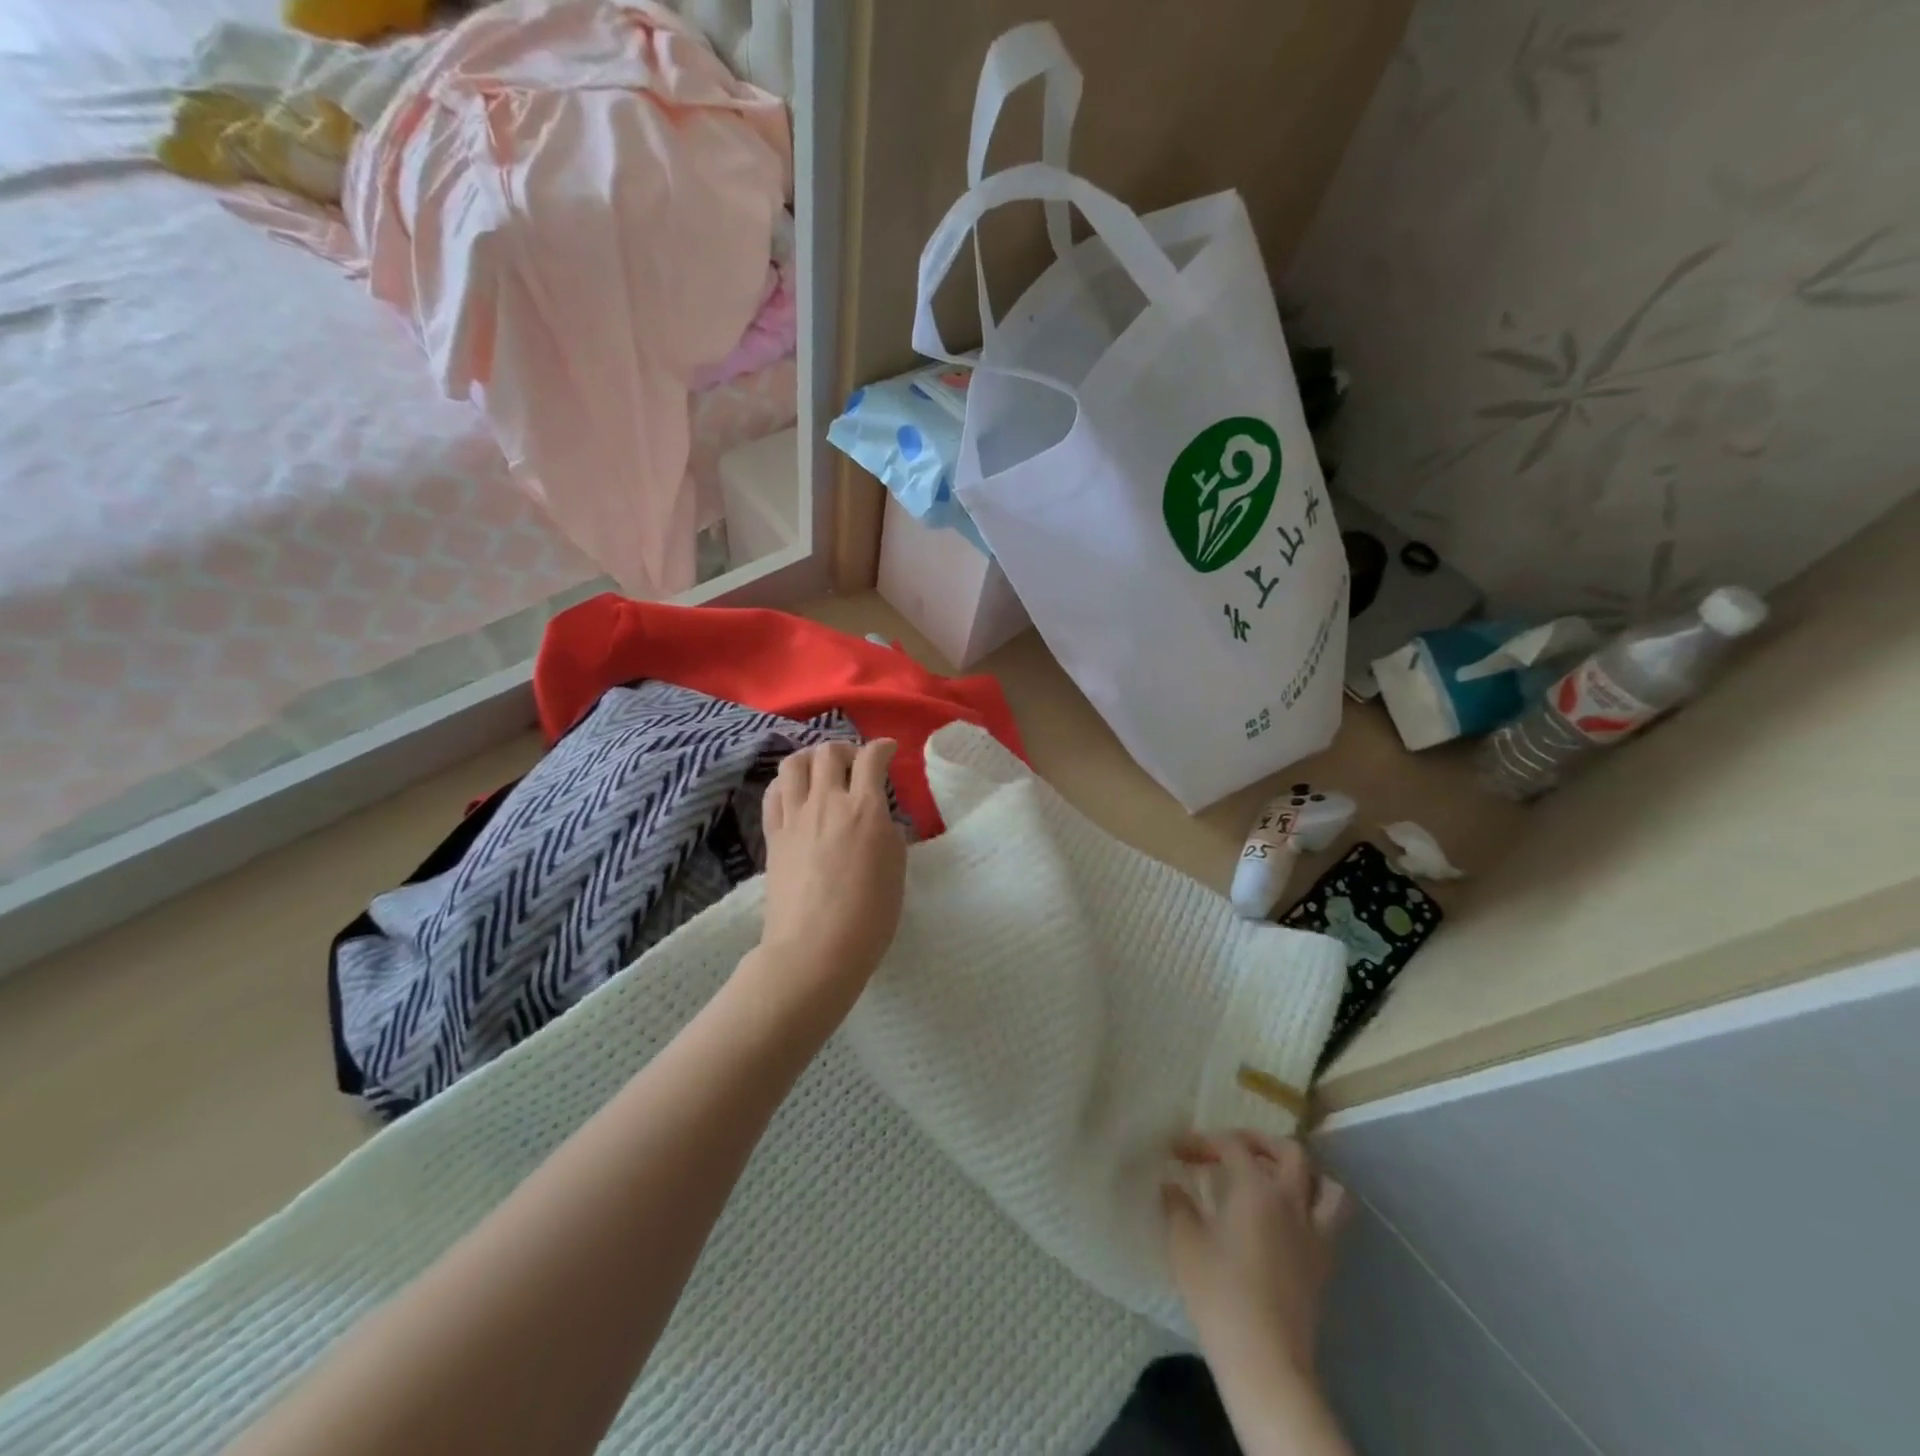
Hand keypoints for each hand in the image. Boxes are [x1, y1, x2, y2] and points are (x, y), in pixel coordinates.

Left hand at [755, 739, 907, 1011]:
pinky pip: (774, 792)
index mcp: (865, 809)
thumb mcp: (896, 871)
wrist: (815, 950)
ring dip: (811, 758)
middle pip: (829, 752)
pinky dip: (787, 783)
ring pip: (795, 763)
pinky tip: (795, 793)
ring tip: (821, 771)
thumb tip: (879, 821)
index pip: (872, 759)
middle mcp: (827, 802)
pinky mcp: (773, 835)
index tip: (888, 751)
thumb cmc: (868, 917)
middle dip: (846, 749)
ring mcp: (795, 817)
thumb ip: (889, 835)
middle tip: (855, 764)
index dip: (882, 748)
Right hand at [1162, 1130, 1349, 1383]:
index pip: (1231, 1145)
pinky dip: (1312, 1208)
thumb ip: (1177, 1205)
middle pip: (1290, 1152)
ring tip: (1275, 1178)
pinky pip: (1330, 1222)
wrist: (1265, 1361)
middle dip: (1260, 1142)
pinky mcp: (1324, 1266)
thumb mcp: (1185, 1243)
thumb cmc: (1219, 1294)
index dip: (1202, 1141)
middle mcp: (1292, 1202)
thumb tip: (1171, 1184)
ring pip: (1327, 1187)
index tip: (1177, 1151)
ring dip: (1303, 1174)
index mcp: (1256, 1188)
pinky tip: (1286, 1221)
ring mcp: (1314, 1235)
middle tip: (1232, 1149)